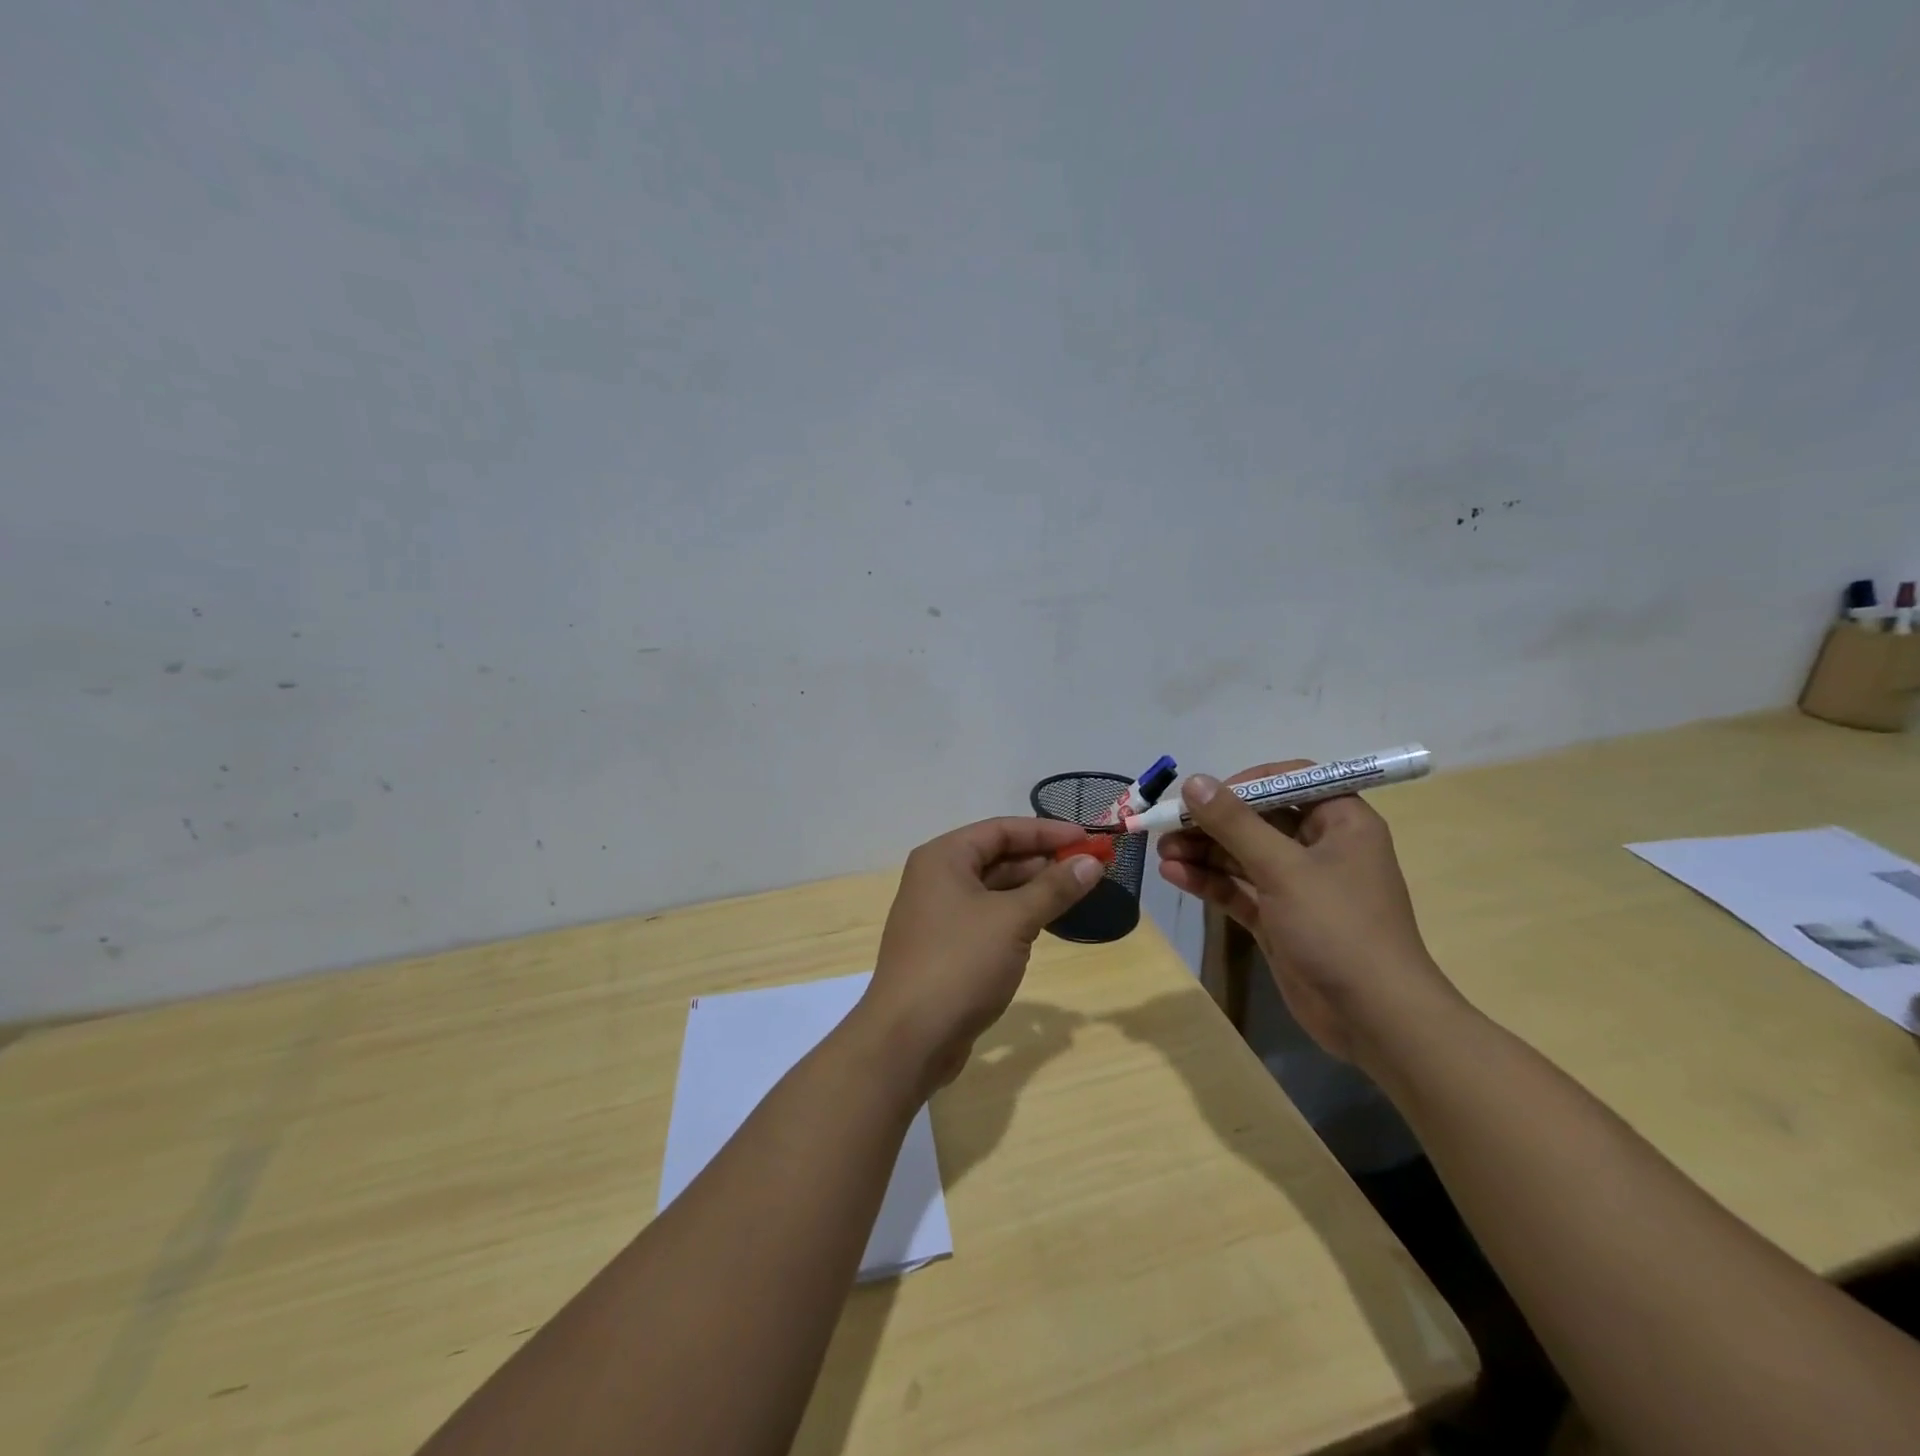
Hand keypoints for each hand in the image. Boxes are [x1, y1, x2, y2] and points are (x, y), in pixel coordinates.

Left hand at [863, 818, 1103, 1093]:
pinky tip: (1046, 922)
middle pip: (997, 856)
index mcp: (944, 857)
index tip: (1088, 839)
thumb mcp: (1013, 921)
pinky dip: (1017, 915)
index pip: (1001, 829)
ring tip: (1076, 892)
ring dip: (1033, 889)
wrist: (908, 1038)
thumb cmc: (960, 964)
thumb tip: (1092, 861)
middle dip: (1043, 860)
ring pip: (993, 888)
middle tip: (1089, 867)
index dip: (1047, 831)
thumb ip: (1054, 888)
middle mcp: (936, 878)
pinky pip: (987, 917)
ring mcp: (939, 914)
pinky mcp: (946, 946)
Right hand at [1156, 762, 1460, 1065]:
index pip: (1289, 781)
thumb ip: (1235, 823)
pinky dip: (1209, 881)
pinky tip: (1174, 875)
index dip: (1244, 783)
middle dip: (1212, 822)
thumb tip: (1194, 781)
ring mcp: (1299, 886)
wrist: (1374, 1019)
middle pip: (1258, 819)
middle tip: (1168, 825)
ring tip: (1162, 851)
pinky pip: (1239, 889)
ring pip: (1243, 855)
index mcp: (1341, 822)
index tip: (1204, 794)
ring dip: (1203, 851)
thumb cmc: (1338, 928)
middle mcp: (1320, 847)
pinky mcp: (1280, 919)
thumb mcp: (1283, 869)